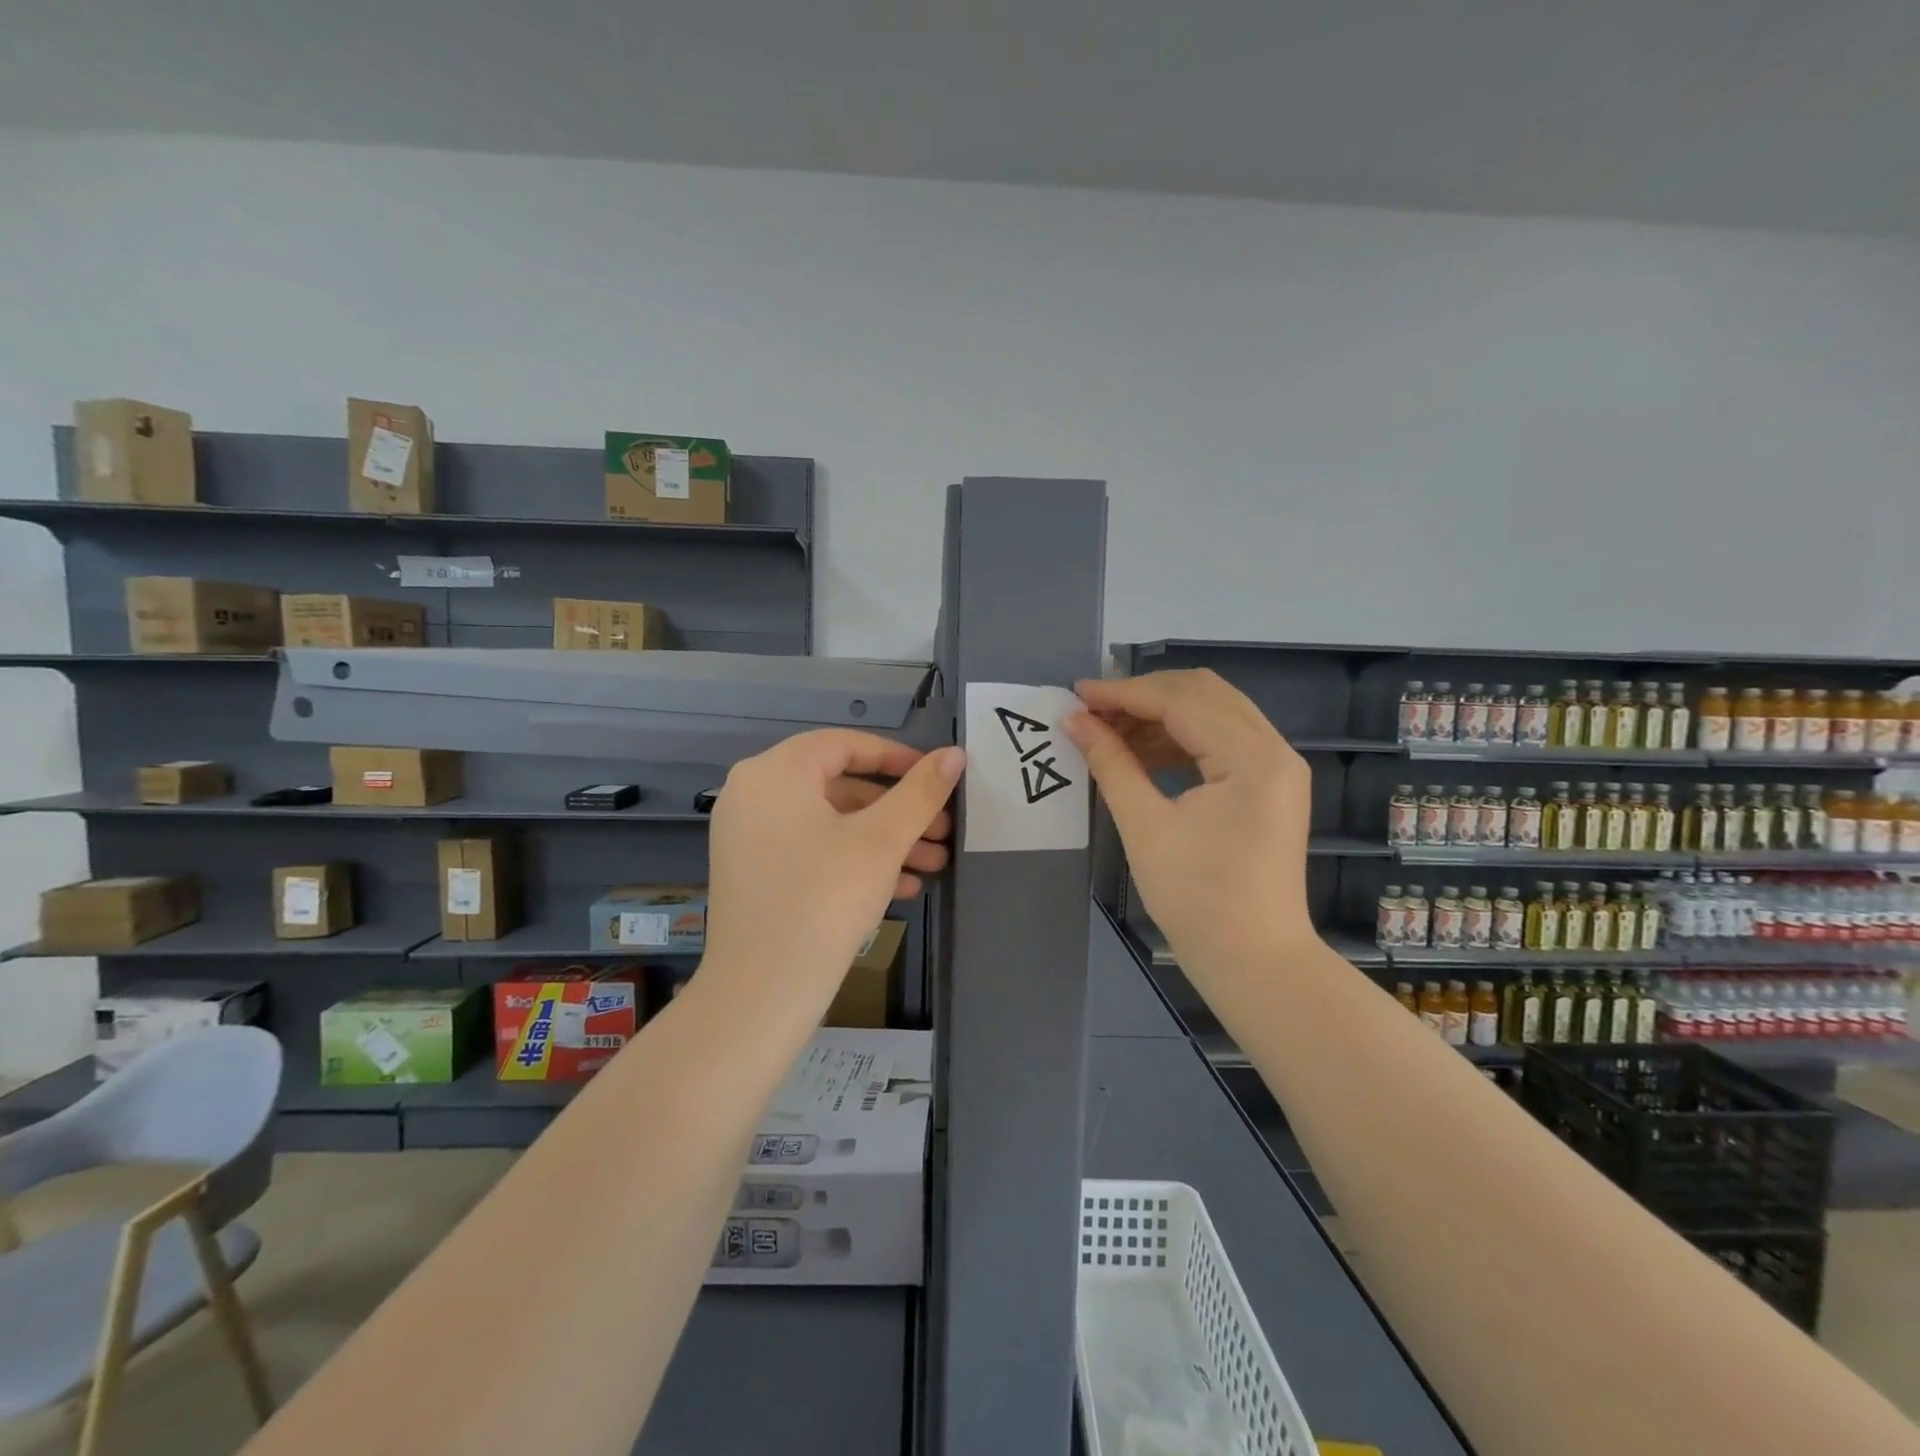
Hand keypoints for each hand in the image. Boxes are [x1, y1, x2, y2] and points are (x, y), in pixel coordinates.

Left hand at [701, 730, 964, 1013]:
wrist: (761, 993)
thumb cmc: (825, 899)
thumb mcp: (882, 841)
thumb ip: (921, 792)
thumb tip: (954, 754)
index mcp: (776, 772)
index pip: (846, 745)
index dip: (898, 758)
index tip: (938, 778)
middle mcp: (754, 793)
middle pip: (840, 786)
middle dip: (898, 810)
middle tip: (944, 830)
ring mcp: (748, 835)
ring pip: (830, 823)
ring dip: (884, 839)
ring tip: (935, 863)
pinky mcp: (754, 872)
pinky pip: (811, 850)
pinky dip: (854, 860)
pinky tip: (902, 886)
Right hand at [1063, 670, 1314, 969]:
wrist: (1255, 963)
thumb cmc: (1197, 899)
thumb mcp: (1145, 826)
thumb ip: (1110, 763)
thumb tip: (1075, 721)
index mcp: (1252, 757)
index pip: (1181, 701)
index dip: (1124, 693)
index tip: (1076, 693)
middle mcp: (1274, 750)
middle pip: (1203, 693)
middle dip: (1143, 696)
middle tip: (1093, 710)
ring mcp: (1277, 768)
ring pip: (1213, 713)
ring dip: (1160, 715)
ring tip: (1109, 733)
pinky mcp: (1269, 787)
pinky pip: (1222, 741)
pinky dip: (1180, 739)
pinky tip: (1142, 754)